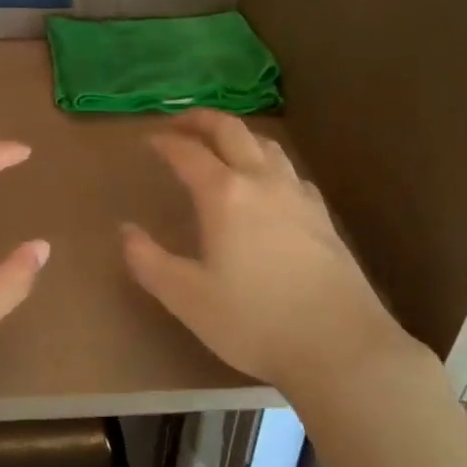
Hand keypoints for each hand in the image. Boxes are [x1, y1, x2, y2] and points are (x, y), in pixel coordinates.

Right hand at [121, 110, 423, 397]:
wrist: (340, 346)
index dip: (165, 142)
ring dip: (238, 135)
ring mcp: (298, 195)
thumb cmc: (253, 321)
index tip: (149, 141)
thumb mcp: (186, 298)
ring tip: (221, 145)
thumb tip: (126, 231)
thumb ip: (149, 261)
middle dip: (202, 120)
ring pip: (266, 144)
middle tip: (180, 123)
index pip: (188, 152)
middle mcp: (262, 181)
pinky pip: (290, 170)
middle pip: (231, 130)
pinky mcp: (323, 216)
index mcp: (224, 194)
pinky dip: (268, 162)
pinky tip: (268, 184)